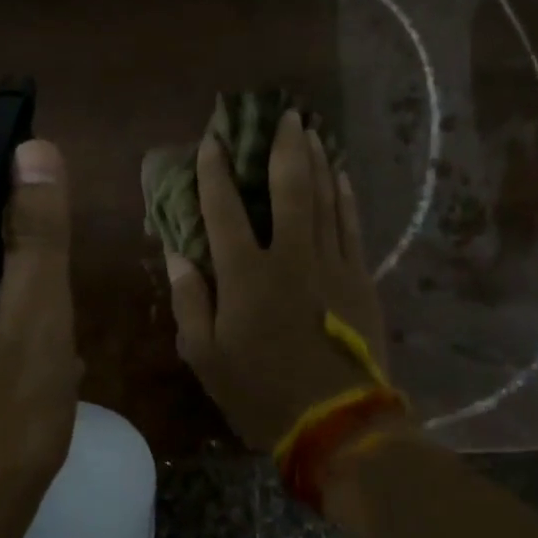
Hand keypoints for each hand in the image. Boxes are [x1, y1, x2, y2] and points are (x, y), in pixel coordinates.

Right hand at [166, 111, 390, 453]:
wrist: (337, 423)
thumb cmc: (261, 393)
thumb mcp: (206, 356)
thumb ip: (190, 300)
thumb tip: (178, 253)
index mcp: (246, 275)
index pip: (224, 209)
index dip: (214, 172)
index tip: (211, 142)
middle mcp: (291, 256)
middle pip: (289, 188)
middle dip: (284, 148)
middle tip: (286, 114)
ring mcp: (332, 264)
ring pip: (326, 198)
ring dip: (318, 161)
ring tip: (313, 132)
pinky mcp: (360, 279)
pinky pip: (352, 226)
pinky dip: (346, 197)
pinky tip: (343, 177)